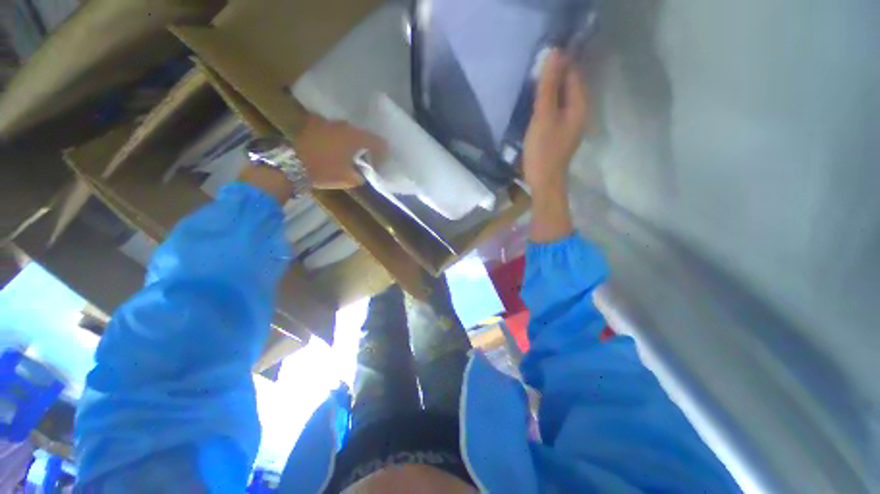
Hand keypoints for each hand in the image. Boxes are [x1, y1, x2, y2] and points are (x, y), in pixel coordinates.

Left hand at [297, 114, 386, 188]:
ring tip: (349, 149)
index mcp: (355, 138)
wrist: (293, 164)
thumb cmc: (325, 171)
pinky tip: (332, 142)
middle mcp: (343, 126)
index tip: (384, 159)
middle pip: (361, 133)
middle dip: (366, 144)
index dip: (383, 150)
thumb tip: (362, 173)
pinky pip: (329, 128)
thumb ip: (360, 175)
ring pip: (345, 129)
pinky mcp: (313, 124)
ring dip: (350, 138)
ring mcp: (327, 123)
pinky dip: (334, 135)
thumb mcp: (348, 179)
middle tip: (367, 155)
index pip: (376, 141)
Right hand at [522, 49, 590, 192]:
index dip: (558, 64)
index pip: (573, 73)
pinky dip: (545, 106)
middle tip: (531, 74)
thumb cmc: (544, 150)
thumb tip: (554, 52)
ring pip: (560, 99)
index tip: (538, 60)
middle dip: (552, 77)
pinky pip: (554, 112)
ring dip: (547, 92)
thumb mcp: (544, 116)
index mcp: (580, 105)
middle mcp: (579, 111)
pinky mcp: (559, 133)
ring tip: (530, 87)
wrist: (544, 182)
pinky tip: (533, 107)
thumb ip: (548, 86)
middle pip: (567, 86)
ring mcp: (569, 124)